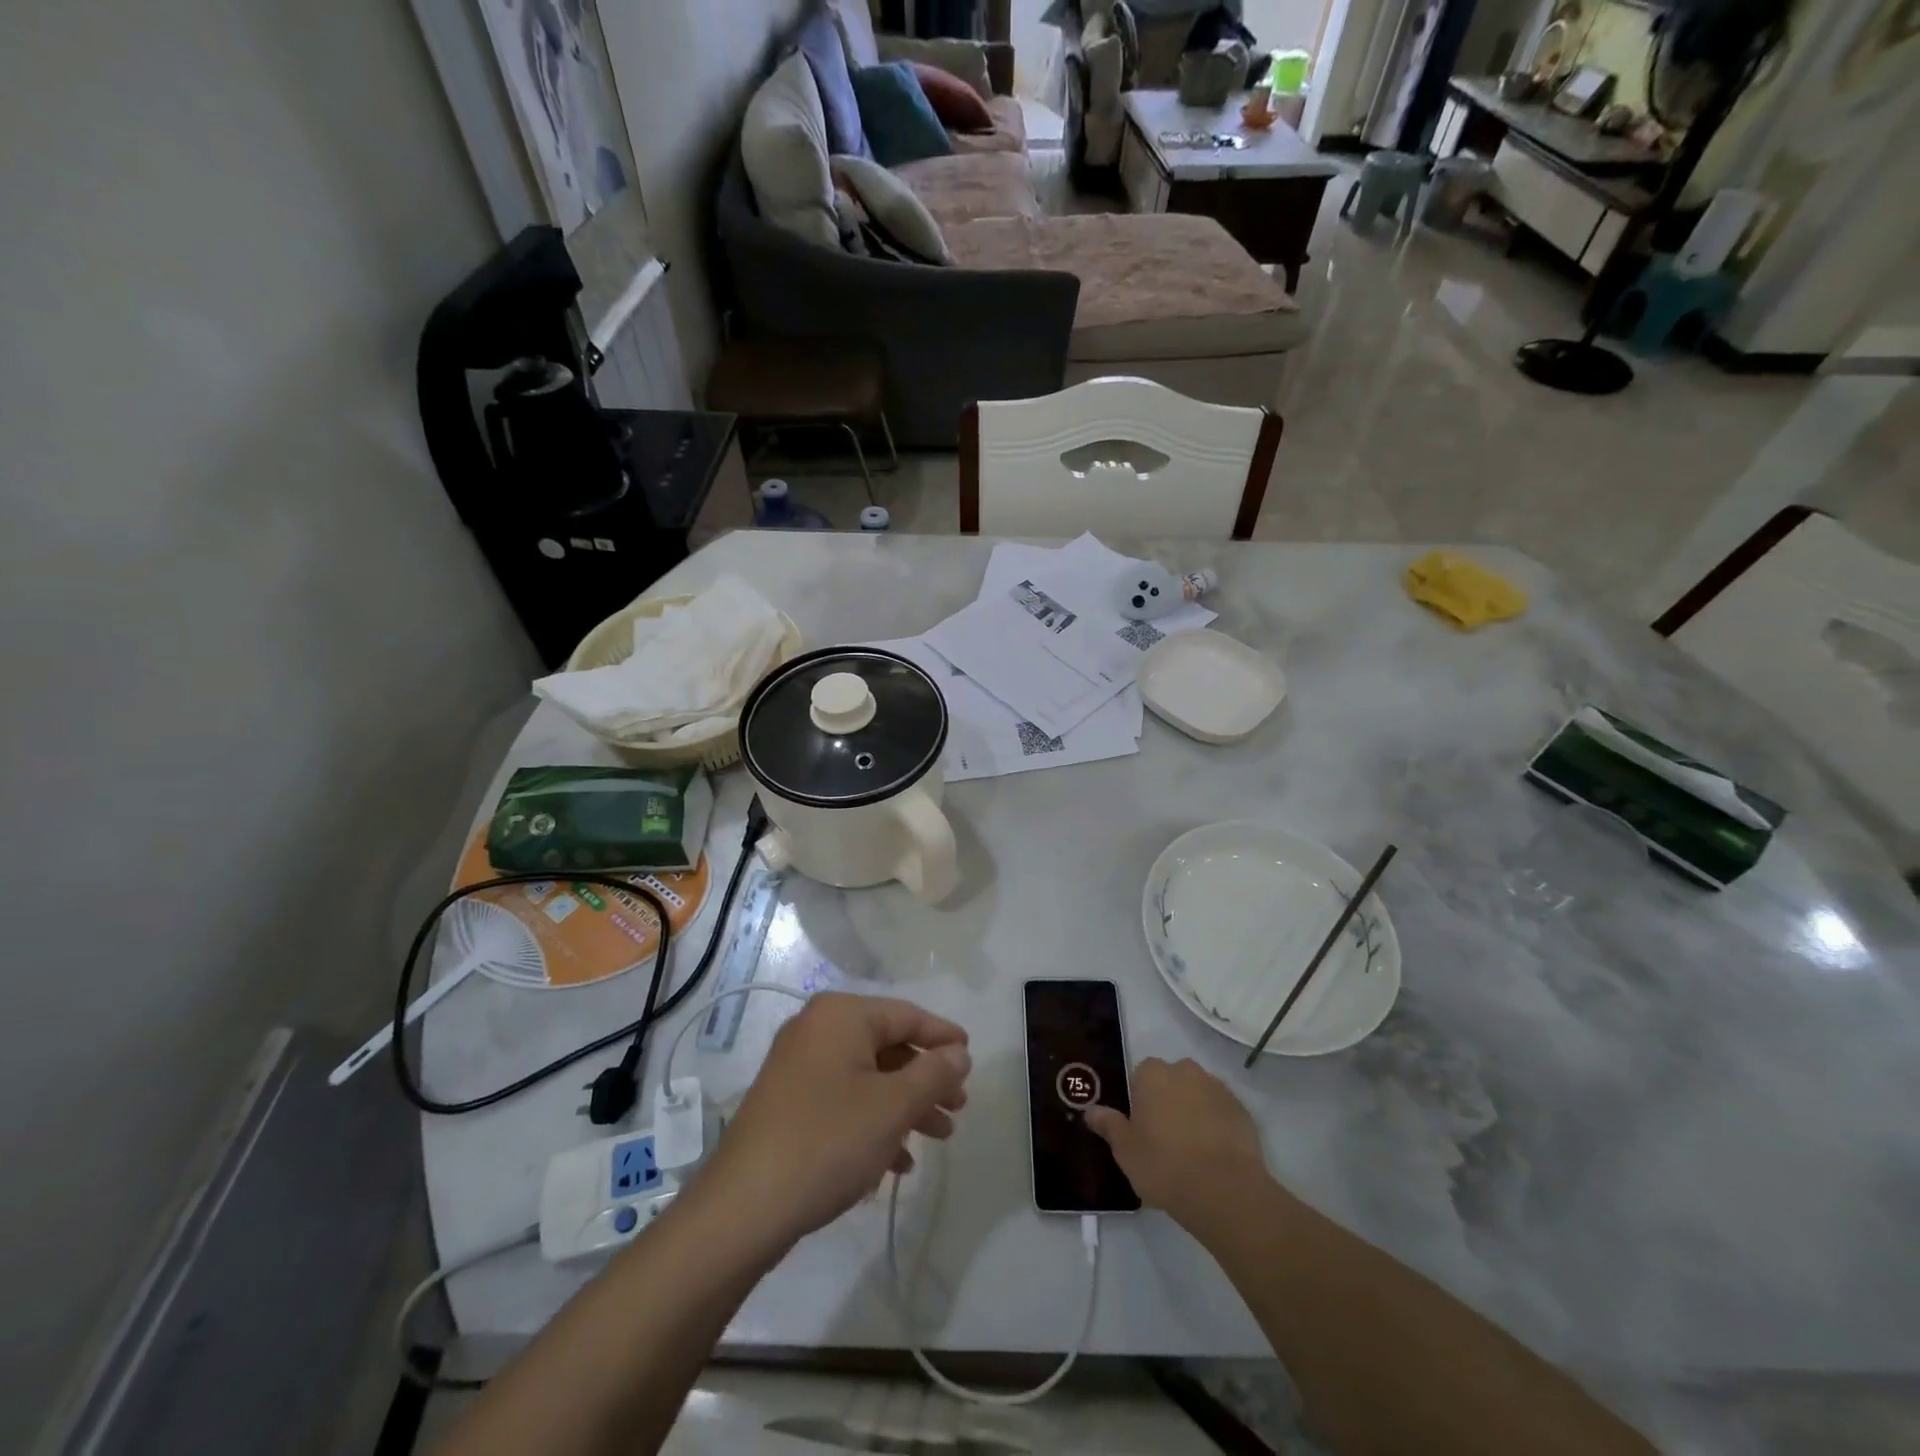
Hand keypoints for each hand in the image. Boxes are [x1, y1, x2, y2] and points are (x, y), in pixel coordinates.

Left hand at [698, 993, 969, 1247]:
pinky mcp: (788, 1103)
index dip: (943, 1037)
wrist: (744, 1207)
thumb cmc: (828, 1141)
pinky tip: (896, 1163)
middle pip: (888, 1046)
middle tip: (958, 1108)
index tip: (971, 1058)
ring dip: (905, 1105)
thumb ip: (934, 1073)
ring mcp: (798, 1066)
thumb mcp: (893, 1106)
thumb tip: (959, 1053)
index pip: (906, 1015)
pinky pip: (844, 1100)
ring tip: (938, 1137)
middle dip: (926, 1079)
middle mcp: (817, 1029)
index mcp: (841, 1015)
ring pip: (868, 1077)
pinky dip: (874, 1122)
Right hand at [1085, 1058, 1279, 1234]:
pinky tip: (1214, 1156)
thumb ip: (1109, 1125)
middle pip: (1171, 1081)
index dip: (1140, 1101)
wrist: (1225, 1190)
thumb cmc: (1164, 1165)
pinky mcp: (1242, 1110)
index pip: (1141, 1076)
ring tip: (1192, 1150)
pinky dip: (1217, 1126)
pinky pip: (1221, 1112)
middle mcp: (1185, 1071)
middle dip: (1168, 1101)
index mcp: (1153, 1074)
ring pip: (1198, 1094)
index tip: (1141, 1128)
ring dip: (1194, 1111)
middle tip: (1164, 1139)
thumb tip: (1091, 1110)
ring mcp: (1217, 1088)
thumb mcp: (1126, 1151)